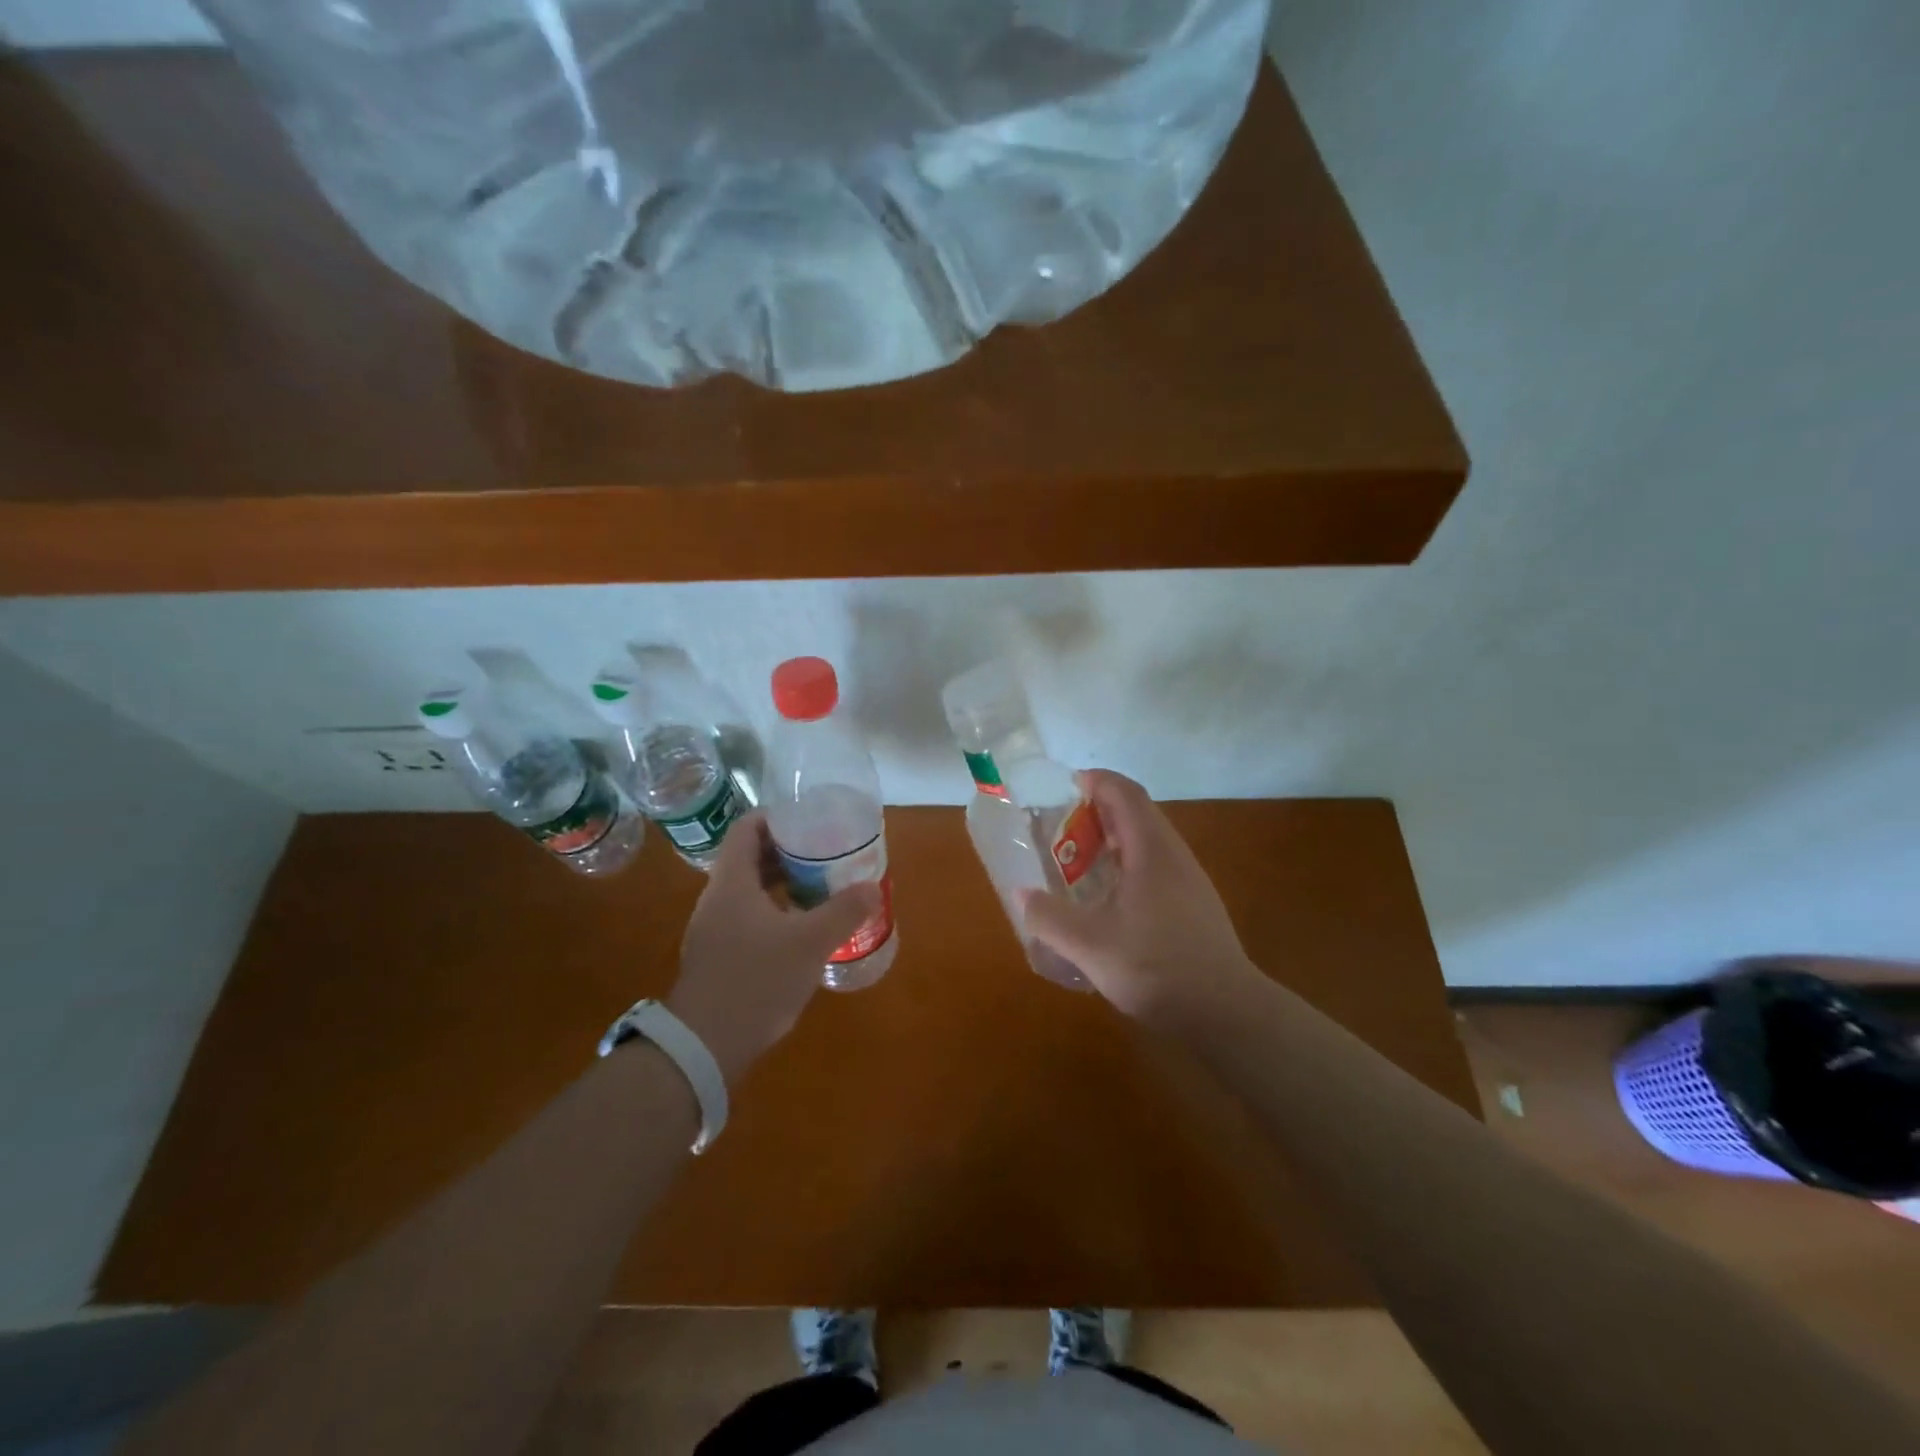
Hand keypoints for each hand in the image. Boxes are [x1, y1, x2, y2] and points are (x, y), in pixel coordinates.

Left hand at [667, 812, 880, 1084]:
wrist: (705, 1046)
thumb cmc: (756, 980)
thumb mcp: (809, 943)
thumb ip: (843, 911)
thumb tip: (872, 887)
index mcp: (732, 882)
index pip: (747, 828)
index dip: (778, 817)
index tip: (811, 820)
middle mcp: (718, 898)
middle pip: (751, 857)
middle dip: (790, 852)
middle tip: (827, 852)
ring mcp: (715, 928)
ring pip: (751, 890)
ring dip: (784, 883)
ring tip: (823, 886)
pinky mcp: (719, 955)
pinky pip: (749, 917)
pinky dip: (776, 911)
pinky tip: (803, 928)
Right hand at [1019, 770, 1260, 1028]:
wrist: (1226, 1012)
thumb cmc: (1156, 967)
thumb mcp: (1089, 945)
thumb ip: (1049, 917)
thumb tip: (1022, 894)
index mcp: (1152, 850)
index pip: (1124, 793)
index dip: (1095, 781)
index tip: (1063, 787)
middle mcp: (1174, 855)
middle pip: (1136, 813)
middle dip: (1097, 812)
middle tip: (1059, 829)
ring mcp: (1188, 881)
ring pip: (1147, 843)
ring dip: (1111, 842)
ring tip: (1076, 863)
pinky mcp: (1193, 905)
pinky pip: (1155, 868)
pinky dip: (1126, 867)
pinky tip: (1107, 901)